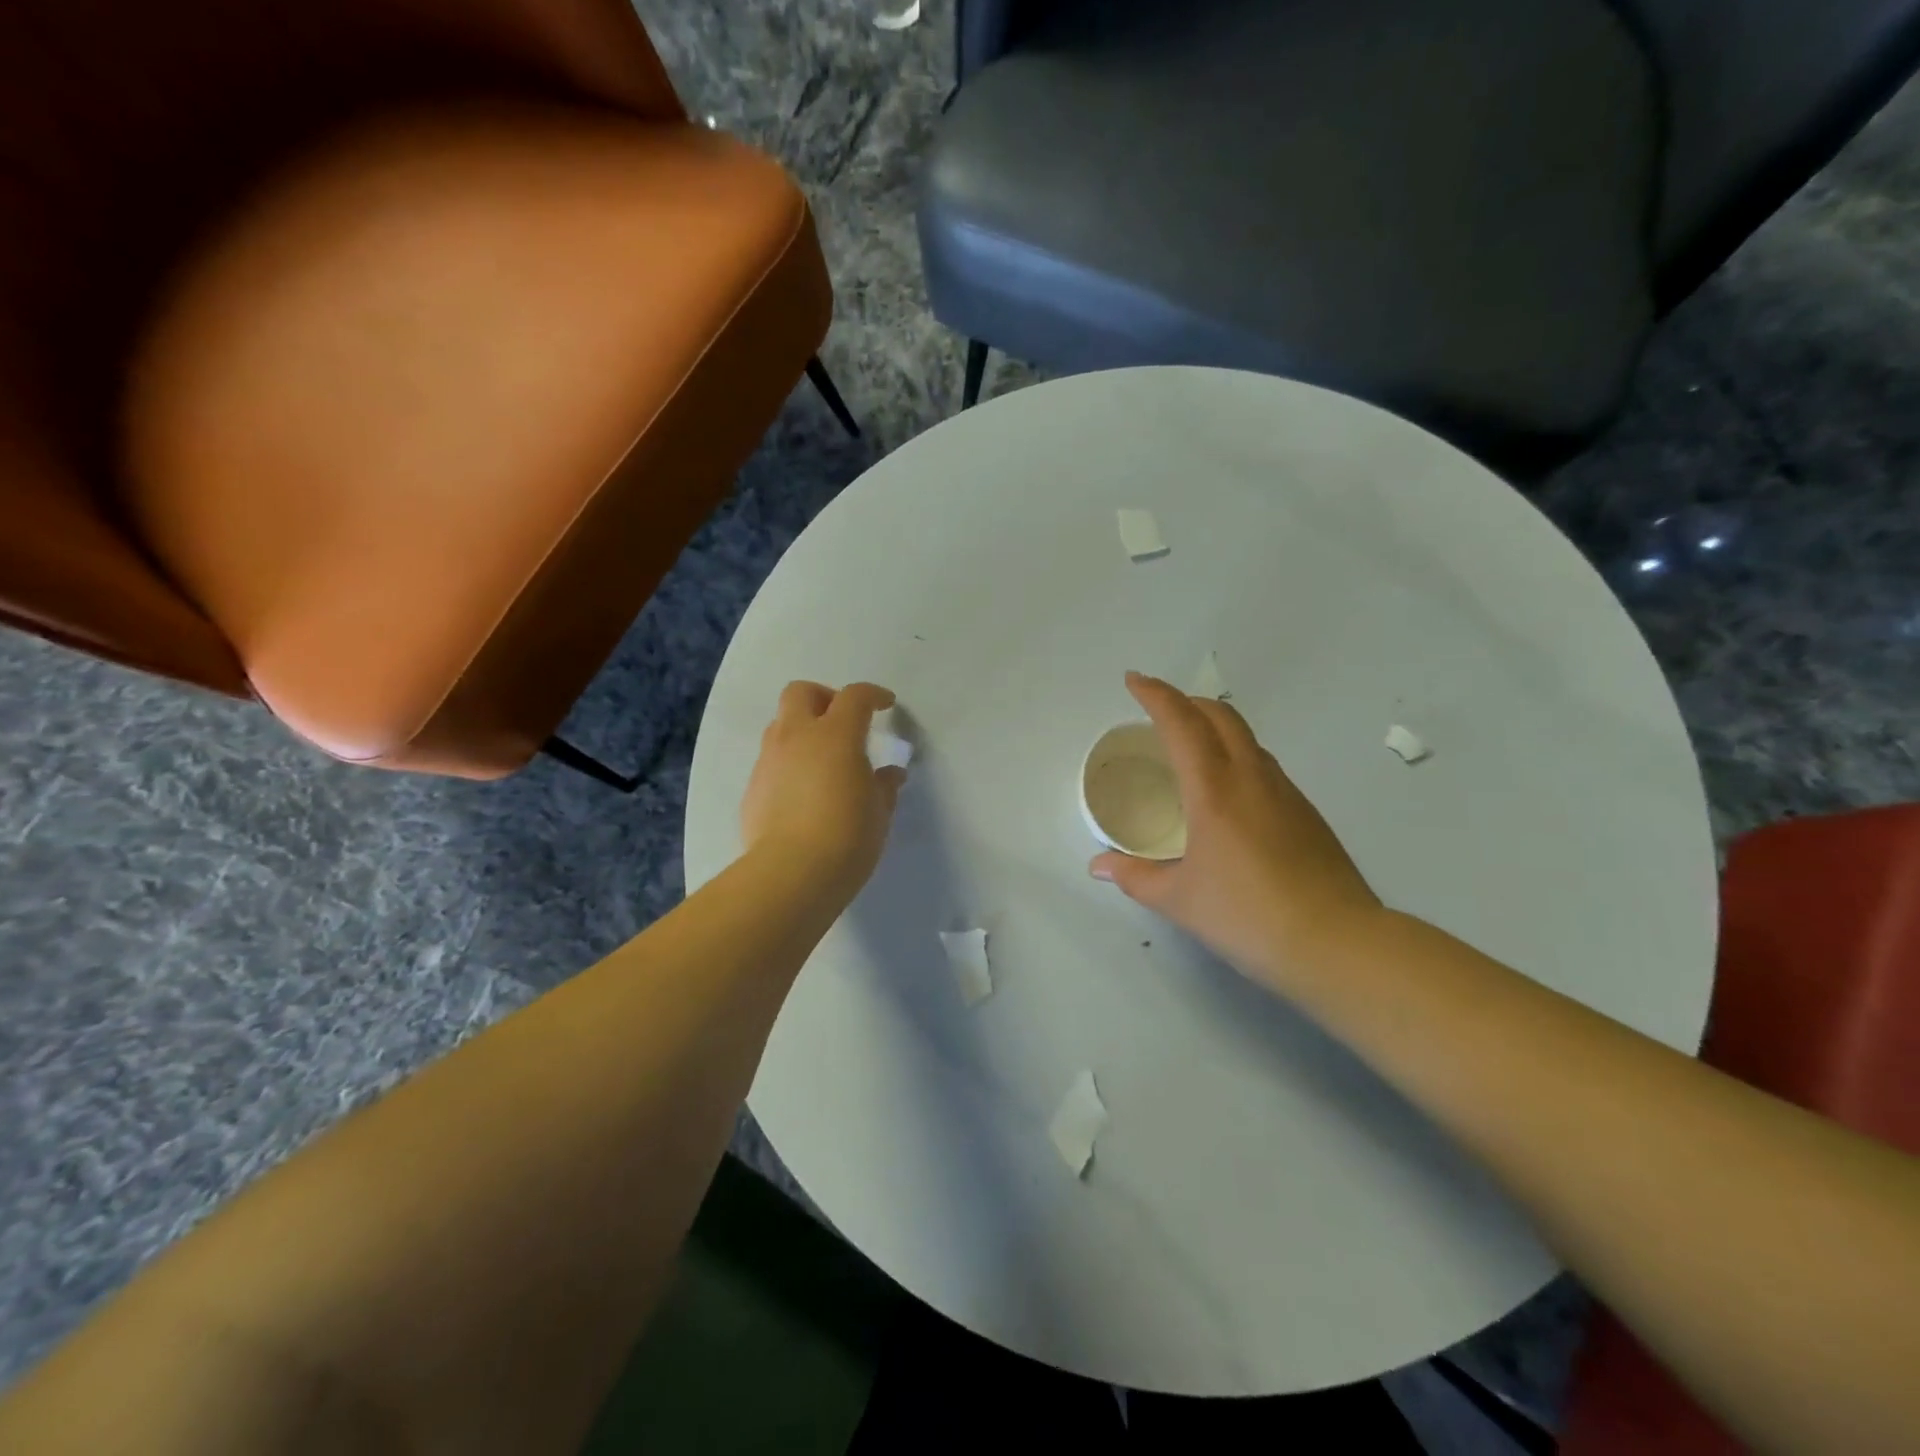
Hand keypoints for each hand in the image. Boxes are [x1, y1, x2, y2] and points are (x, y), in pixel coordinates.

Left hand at [741, 681, 904, 899]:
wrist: (791, 873)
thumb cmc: (848, 836)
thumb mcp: (879, 812)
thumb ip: (884, 786)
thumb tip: (890, 774)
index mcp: (836, 735)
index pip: (855, 697)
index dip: (873, 695)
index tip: (886, 705)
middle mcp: (797, 737)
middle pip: (801, 692)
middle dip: (823, 698)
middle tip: (842, 722)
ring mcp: (769, 760)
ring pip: (780, 724)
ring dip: (802, 730)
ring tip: (822, 760)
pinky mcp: (752, 787)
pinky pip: (771, 760)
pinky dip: (789, 764)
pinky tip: (803, 793)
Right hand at [1090, 672, 1381, 993]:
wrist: (1337, 944)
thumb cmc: (1246, 917)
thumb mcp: (1178, 900)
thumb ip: (1134, 876)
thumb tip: (1099, 865)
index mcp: (1214, 790)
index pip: (1181, 723)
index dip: (1155, 695)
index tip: (1134, 680)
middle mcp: (1252, 778)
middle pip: (1221, 716)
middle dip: (1187, 702)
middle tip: (1159, 710)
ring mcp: (1286, 793)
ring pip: (1247, 738)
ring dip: (1215, 727)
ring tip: (1191, 747)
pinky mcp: (1307, 814)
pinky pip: (1264, 766)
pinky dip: (1237, 756)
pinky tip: (1229, 793)